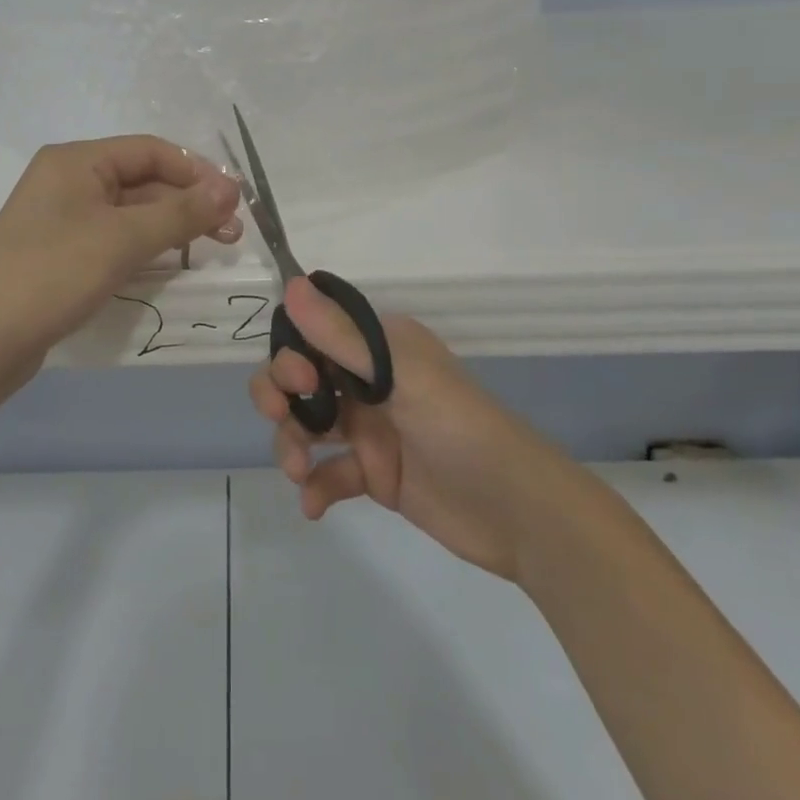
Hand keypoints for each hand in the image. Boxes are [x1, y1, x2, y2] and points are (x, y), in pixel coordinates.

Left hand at [0, 136, 241, 384]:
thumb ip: (181, 213)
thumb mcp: (123, 239)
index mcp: (76, 160)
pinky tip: (171, 263)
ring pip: (130, 212)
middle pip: (142, 180)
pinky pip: (114, 238)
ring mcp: (62, 219)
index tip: (235, 202)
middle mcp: (68, 180)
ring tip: (212, 248)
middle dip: (189, 202)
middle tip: (231, 234)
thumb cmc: (54, 274)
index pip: (151, 151)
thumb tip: (231, 189)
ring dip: (172, 226)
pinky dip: (145, 246)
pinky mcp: (61, 253)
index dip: (197, 172)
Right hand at [248, 276, 554, 581]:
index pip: (314, 335)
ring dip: (292, 444)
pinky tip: (314, 506)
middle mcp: (370, 382)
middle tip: (281, 418)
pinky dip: (314, 486)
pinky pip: (328, 473)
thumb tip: (292, 285)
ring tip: (298, 472)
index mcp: (380, 348)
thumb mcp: (402, 378)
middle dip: (280, 396)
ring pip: (308, 425)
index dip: (291, 355)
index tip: (298, 380)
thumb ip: (343, 337)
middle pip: (301, 380)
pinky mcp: (374, 474)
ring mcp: (370, 429)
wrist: (519, 514)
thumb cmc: (461, 430)